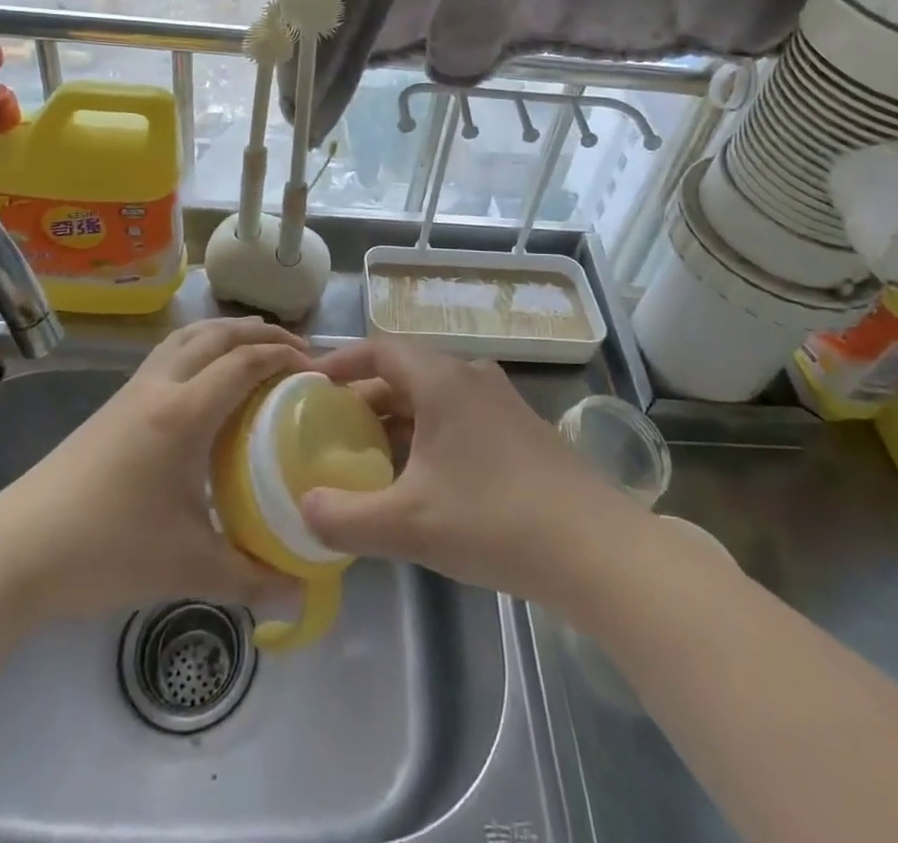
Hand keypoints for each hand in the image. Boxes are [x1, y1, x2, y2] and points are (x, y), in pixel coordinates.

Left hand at [0, 317, 308, 621]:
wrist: (15, 550)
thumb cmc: (106, 550)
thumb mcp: (187, 567)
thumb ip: (250, 578)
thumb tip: (302, 591)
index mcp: (183, 413)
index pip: (244, 362)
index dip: (284, 356)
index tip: (316, 368)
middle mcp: (160, 386)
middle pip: (217, 335)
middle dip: (260, 332)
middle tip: (296, 349)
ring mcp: (132, 391)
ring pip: (187, 336)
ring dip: (226, 332)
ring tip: (255, 349)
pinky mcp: (115, 404)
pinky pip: (168, 354)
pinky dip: (199, 346)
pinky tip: (205, 381)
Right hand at [299, 340, 637, 610]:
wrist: (593, 547)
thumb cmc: (492, 520)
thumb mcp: (408, 524)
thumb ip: (345, 518)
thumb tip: (304, 508)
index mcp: (441, 379)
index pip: (380, 348)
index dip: (342, 361)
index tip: (311, 384)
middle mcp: (470, 377)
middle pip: (405, 372)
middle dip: (365, 397)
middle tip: (332, 428)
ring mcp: (499, 402)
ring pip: (433, 397)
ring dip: (397, 418)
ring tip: (368, 455)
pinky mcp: (519, 430)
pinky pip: (458, 417)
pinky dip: (428, 434)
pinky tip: (421, 478)